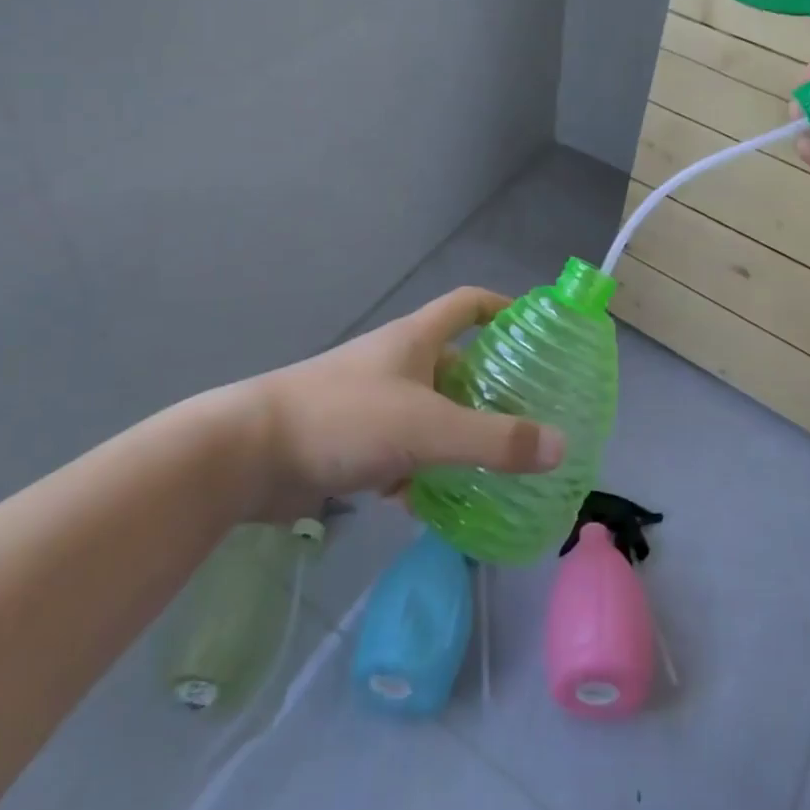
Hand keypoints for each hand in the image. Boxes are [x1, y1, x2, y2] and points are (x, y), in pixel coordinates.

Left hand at [233, 287, 565, 521]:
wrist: (248, 454)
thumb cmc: (345, 418)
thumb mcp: (427, 428)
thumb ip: (494, 440)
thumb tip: (561, 446)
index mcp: (415, 339)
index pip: (467, 303)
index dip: (502, 308)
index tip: (535, 331)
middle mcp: (396, 364)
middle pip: (455, 365)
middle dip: (490, 390)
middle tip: (530, 419)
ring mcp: (372, 403)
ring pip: (430, 415)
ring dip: (457, 438)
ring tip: (496, 468)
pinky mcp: (352, 442)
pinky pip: (401, 452)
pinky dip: (420, 473)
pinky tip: (434, 506)